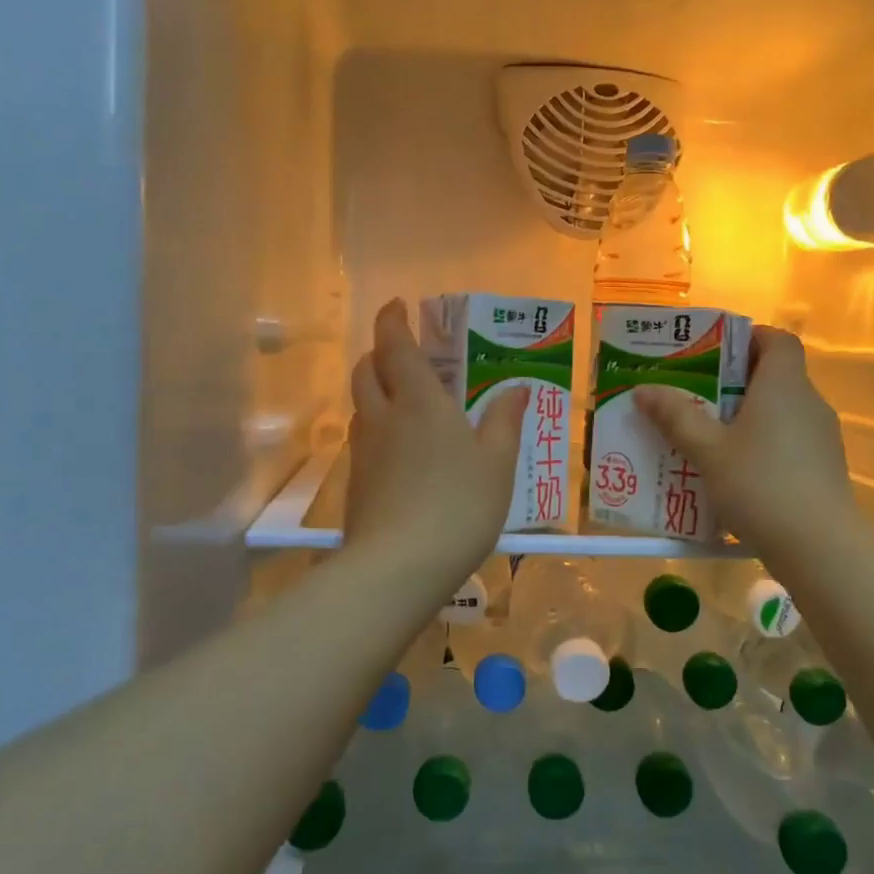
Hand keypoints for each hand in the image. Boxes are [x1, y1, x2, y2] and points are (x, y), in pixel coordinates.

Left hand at [344, 299, 528, 592]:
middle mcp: (383, 416)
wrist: (399, 567)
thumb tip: (518, 388)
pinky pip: (363, 438)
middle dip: (378, 352)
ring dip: (375, 390)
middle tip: (402, 353)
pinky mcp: (355, 482)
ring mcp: (363, 450)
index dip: (392, 320)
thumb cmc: (459, 505)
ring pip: (360, 405)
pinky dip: (376, 426)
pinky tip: (399, 449)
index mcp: (419, 400)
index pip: (394, 345)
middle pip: (366, 370)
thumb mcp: (497, 464)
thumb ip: (505, 421)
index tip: (397, 306)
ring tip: (404, 399)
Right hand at [635, 326, 852, 553]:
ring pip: (780, 411)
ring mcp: (821, 436)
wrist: (819, 545)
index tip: (714, 352)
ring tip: (707, 435)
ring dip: (747, 415)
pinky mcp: (823, 467)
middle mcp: (808, 402)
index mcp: (783, 385)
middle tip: (695, 394)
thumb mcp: (708, 450)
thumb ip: (676, 417)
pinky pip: (788, 441)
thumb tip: (644, 389)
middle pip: (775, 375)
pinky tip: (734, 470)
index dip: (748, 338)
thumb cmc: (760, 484)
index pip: (777, 340)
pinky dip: (762, 444)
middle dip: (734, 381)